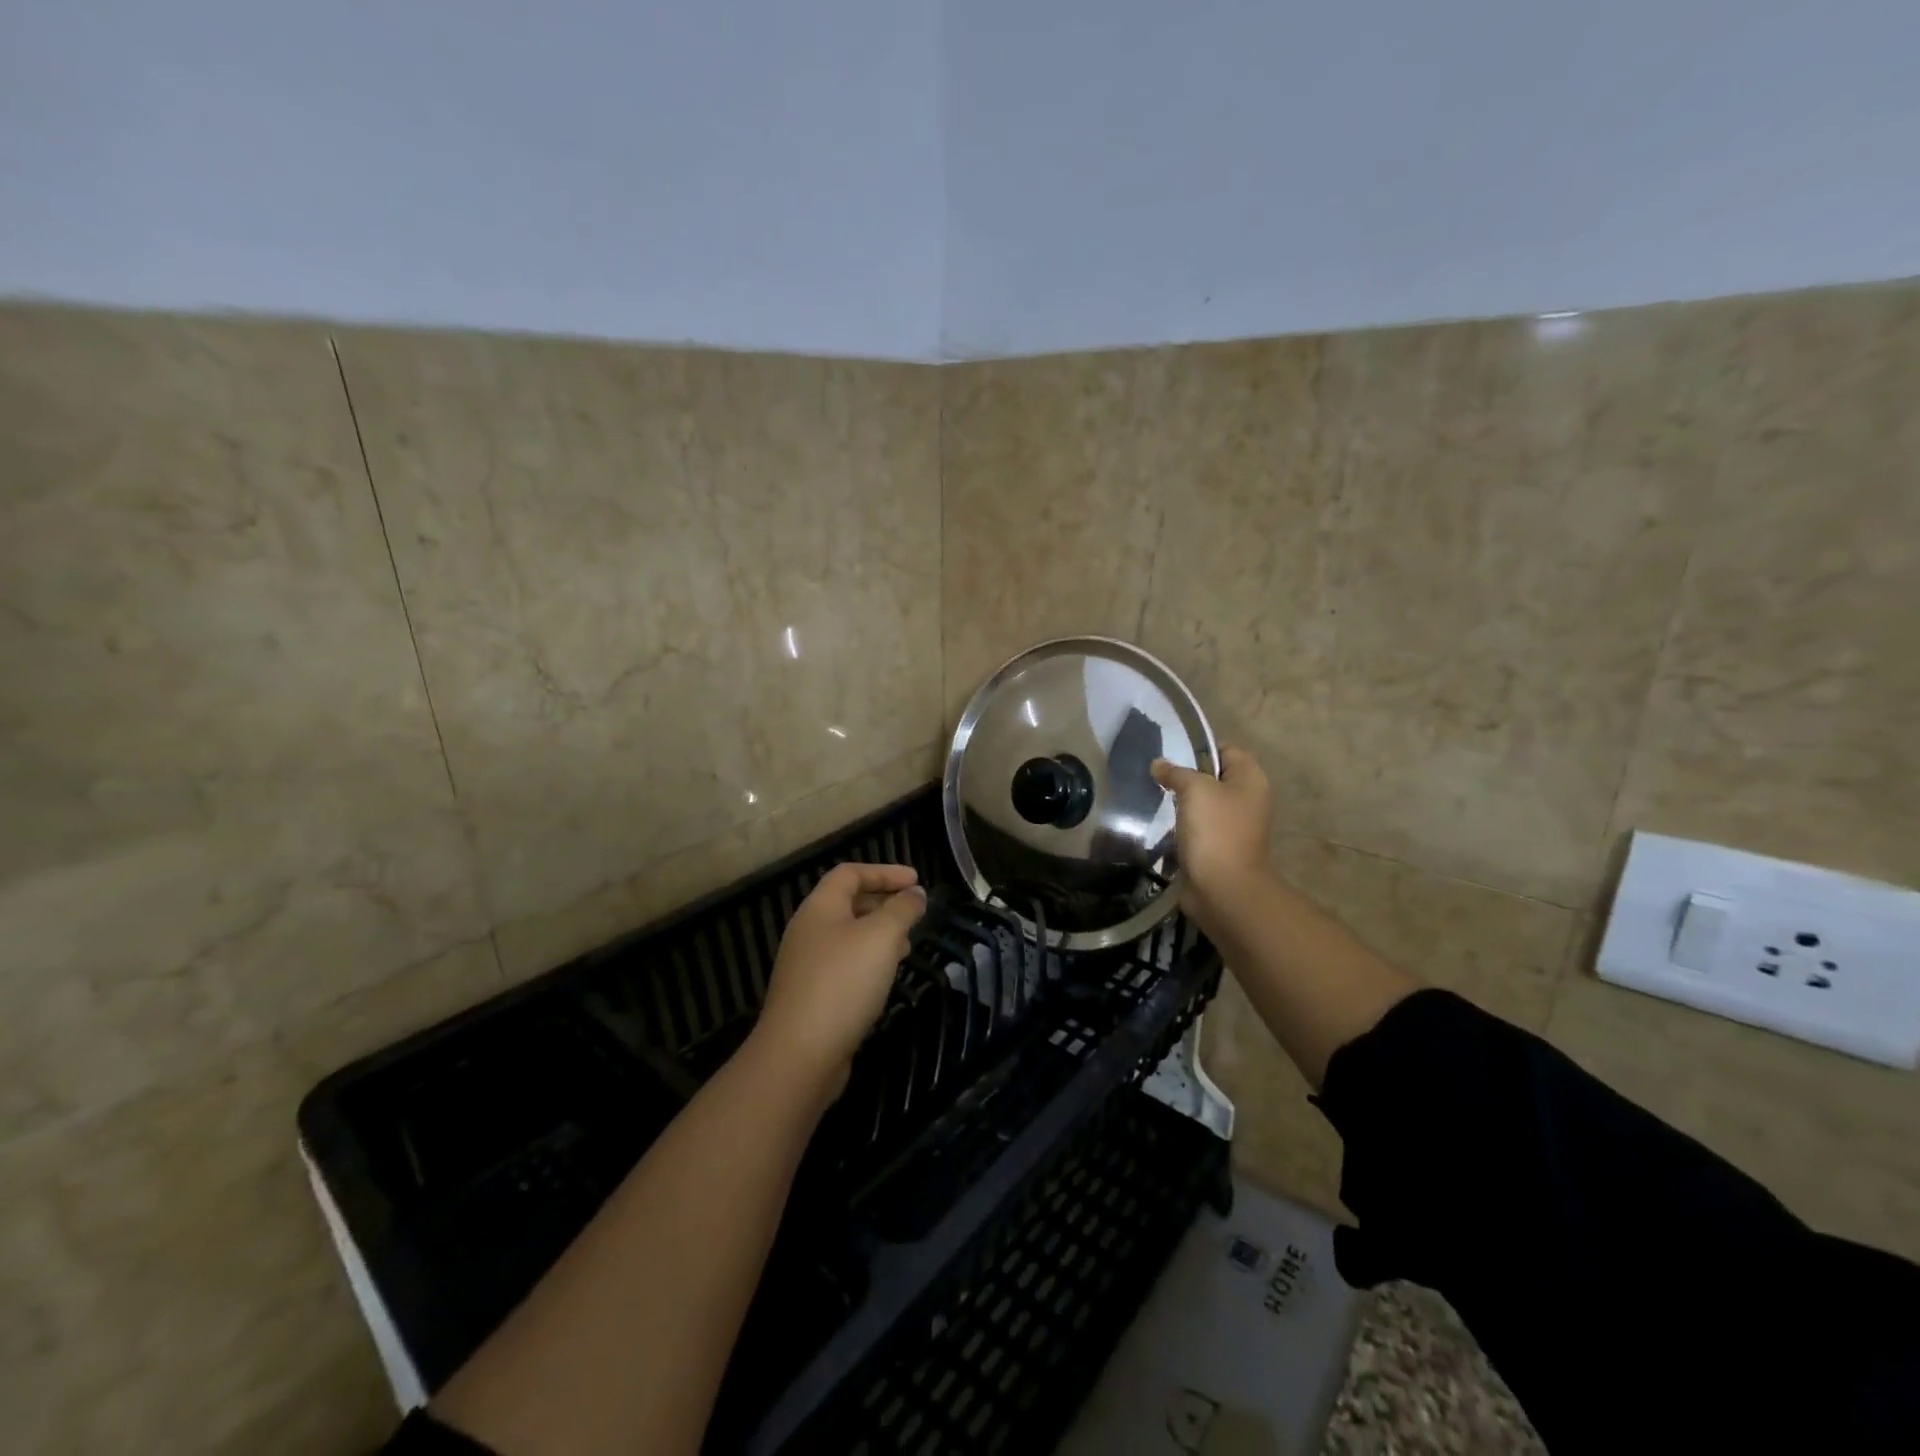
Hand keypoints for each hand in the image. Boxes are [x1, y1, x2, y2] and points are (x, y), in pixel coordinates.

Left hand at [750, 862, 926, 1089]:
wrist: (799, 1054)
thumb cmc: (843, 983)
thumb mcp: (882, 937)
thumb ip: (902, 909)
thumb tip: (915, 893)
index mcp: (820, 907)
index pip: (850, 873)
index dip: (884, 872)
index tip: (916, 881)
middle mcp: (808, 930)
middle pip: (847, 903)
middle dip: (884, 903)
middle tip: (914, 914)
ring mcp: (806, 965)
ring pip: (847, 936)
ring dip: (878, 935)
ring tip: (907, 947)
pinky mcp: (810, 996)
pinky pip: (844, 965)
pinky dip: (868, 962)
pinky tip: (884, 980)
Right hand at [1152, 747, 1272, 913]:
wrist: (1223, 889)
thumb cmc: (1215, 831)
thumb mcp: (1195, 789)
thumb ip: (1176, 772)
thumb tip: (1159, 764)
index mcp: (1250, 779)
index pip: (1225, 750)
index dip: (1199, 749)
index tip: (1170, 755)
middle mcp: (1247, 799)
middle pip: (1213, 777)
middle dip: (1185, 776)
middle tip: (1157, 777)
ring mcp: (1234, 826)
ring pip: (1203, 804)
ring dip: (1181, 803)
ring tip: (1154, 798)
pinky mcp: (1218, 848)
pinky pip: (1197, 828)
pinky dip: (1181, 826)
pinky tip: (1160, 825)